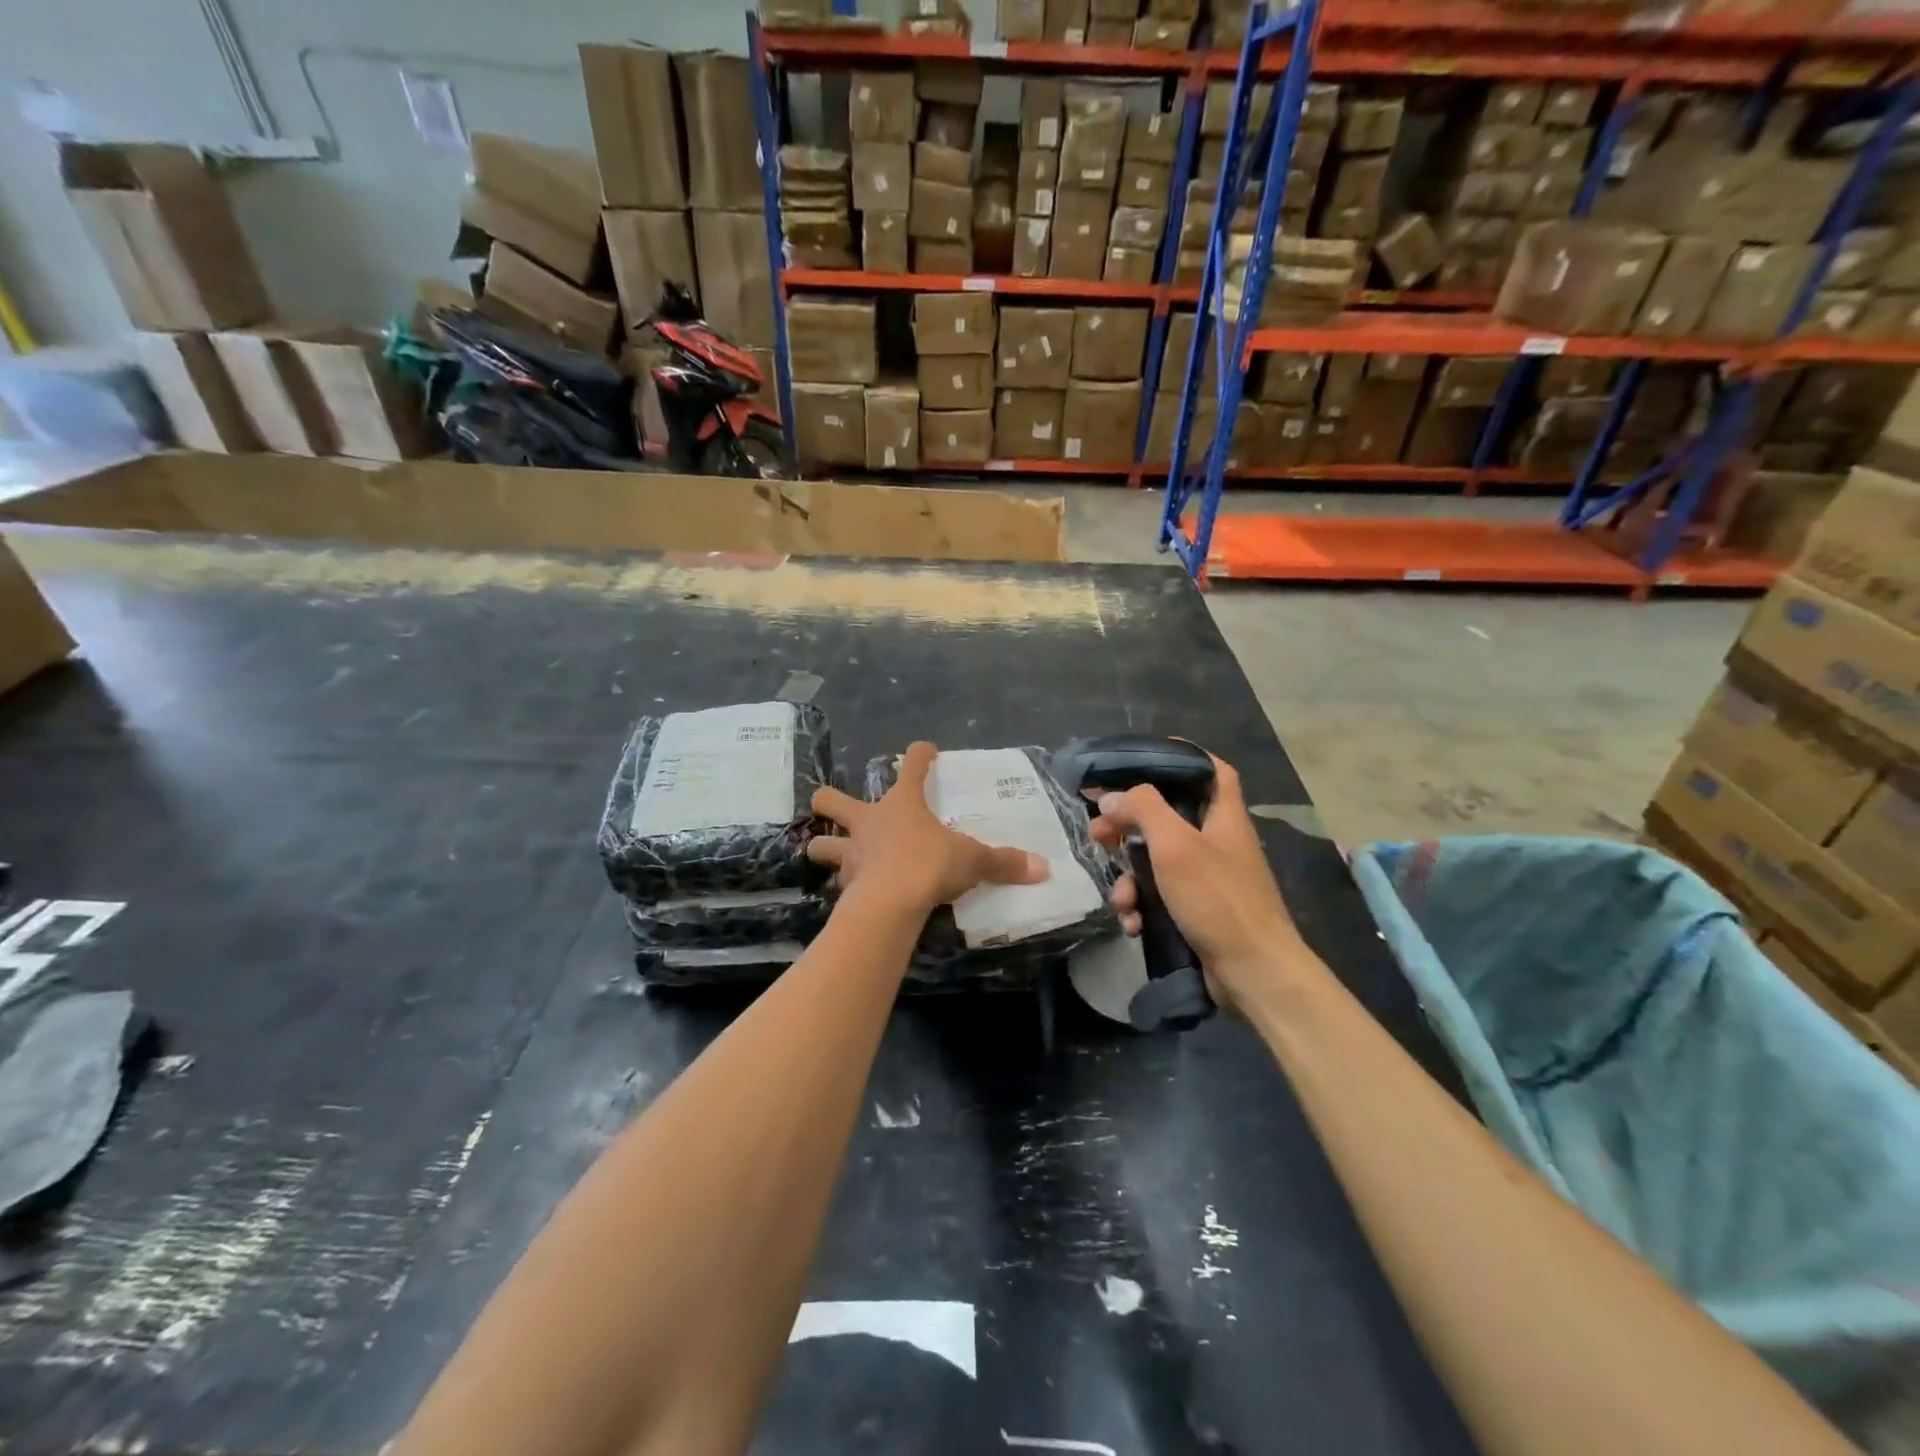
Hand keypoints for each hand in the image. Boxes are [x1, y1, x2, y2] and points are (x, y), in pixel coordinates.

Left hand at [807, 742, 1048, 913]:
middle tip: (835, 806)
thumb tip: (1042, 867)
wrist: (891, 903)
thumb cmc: (929, 864)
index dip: (920, 755)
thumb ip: (1003, 862)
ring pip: (821, 844)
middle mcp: (869, 822)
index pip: (912, 766)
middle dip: (830, 801)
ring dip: (826, 846)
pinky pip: (838, 882)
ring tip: (834, 853)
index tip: (926, 751)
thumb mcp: (973, 860)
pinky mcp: (844, 885)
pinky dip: (844, 885)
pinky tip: (854, 892)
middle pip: (832, 800)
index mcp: (902, 804)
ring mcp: (851, 853)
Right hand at [1089, 752, 1300, 1011]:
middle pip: (1167, 817)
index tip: (1143, 758)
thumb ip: (1142, 809)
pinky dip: (1143, 906)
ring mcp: (1209, 880)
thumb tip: (1111, 796)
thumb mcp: (1175, 845)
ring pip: (1157, 862)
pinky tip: (1133, 923)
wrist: (1254, 973)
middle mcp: (1218, 842)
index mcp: (1223, 816)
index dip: (1181, 757)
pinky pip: (1161, 897)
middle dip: (1128, 824)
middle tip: (1098, 832)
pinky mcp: (1199, 912)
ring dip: (1130, 877)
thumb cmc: (1218, 899)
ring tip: (1120, 899)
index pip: (1210, 770)